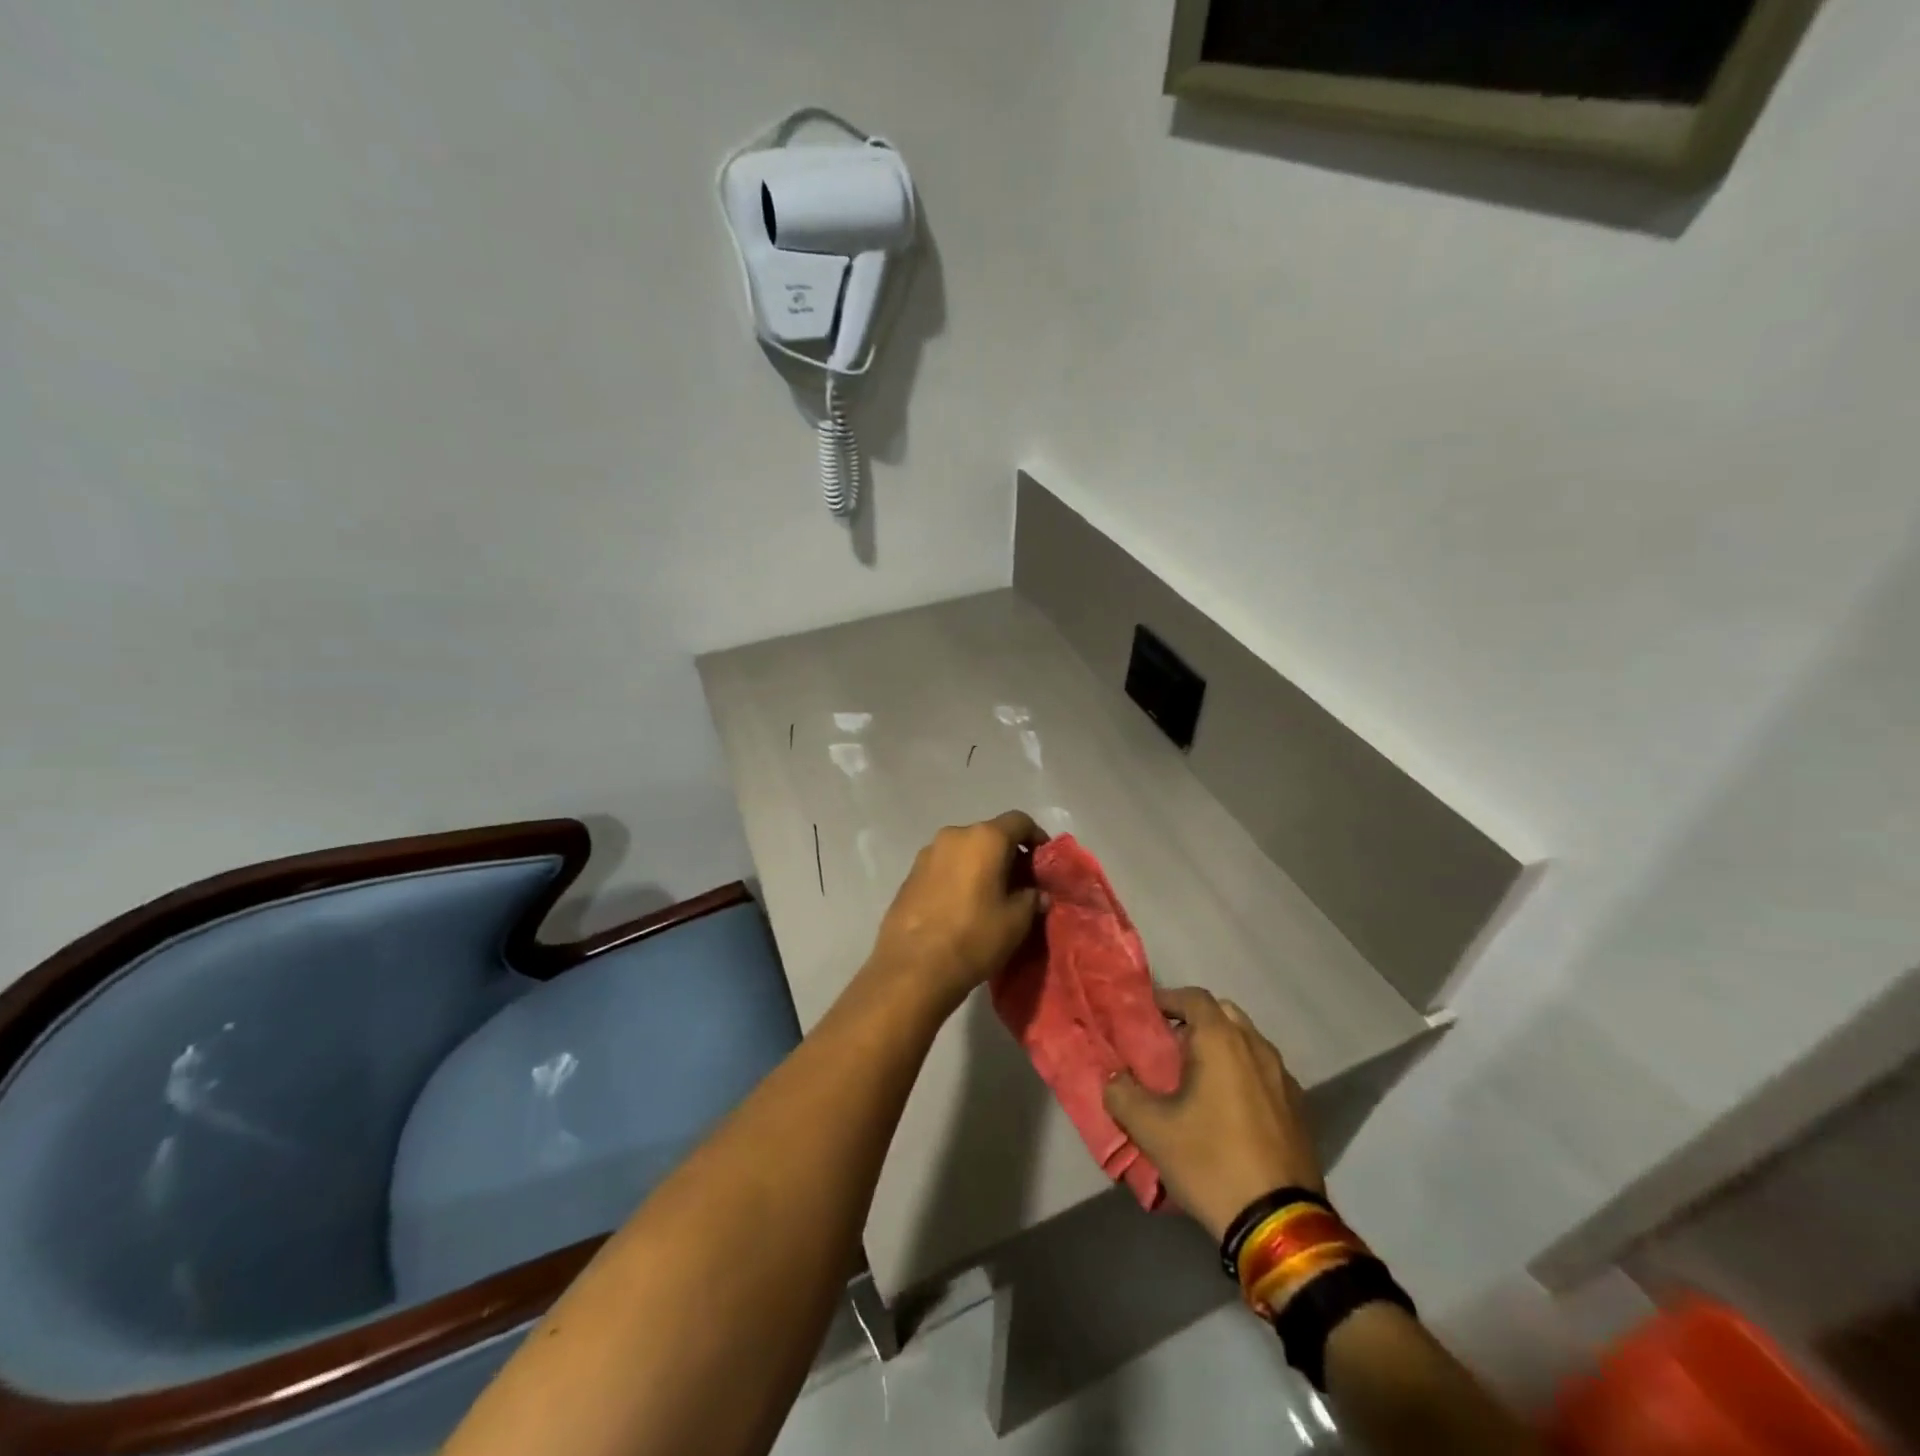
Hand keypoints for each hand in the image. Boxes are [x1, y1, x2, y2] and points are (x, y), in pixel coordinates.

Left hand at [864, 811, 1047, 1016]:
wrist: (913, 967)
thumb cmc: (973, 937)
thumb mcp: (1016, 921)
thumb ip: (1031, 899)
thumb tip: (1036, 893)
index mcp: (984, 838)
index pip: (1019, 821)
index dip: (1036, 837)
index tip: (1044, 860)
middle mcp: (954, 835)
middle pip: (989, 834)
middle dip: (1007, 854)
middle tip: (1021, 882)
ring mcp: (927, 853)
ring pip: (964, 850)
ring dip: (980, 865)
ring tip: (991, 896)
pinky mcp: (910, 874)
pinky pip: (944, 866)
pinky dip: (958, 876)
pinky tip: (962, 905)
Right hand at [1104, 987, 1323, 1241]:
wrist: (1279, 1223)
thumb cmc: (1210, 1162)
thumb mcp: (1152, 1131)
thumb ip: (1123, 1095)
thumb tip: (1114, 1079)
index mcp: (1222, 1041)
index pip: (1194, 997)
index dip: (1169, 999)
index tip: (1148, 1015)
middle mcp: (1257, 1048)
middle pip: (1224, 1014)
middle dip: (1197, 1021)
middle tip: (1171, 1044)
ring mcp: (1283, 1078)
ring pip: (1248, 1043)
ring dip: (1223, 1048)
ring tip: (1198, 1077)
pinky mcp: (1299, 1109)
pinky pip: (1265, 1072)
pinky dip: (1244, 1073)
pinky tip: (1229, 1108)